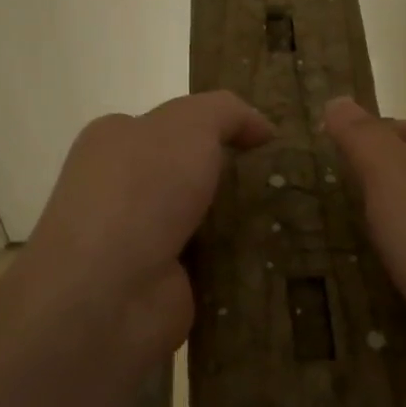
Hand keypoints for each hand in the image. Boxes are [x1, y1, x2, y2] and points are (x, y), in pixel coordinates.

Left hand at [25, 91, 274, 361]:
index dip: (217, 128)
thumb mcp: (189, 124)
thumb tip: (262, 129)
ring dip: (243, 223)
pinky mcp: (162, 286)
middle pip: (190, 175)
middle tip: (288, 181)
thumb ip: (227, 112)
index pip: (170, 126)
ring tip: (296, 219)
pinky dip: (241, 263)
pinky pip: (213, 265)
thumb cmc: (142, 190)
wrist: (108, 294)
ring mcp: (139, 242)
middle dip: (234, 178)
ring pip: (205, 221)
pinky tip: (278, 259)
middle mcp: (120, 190)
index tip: (266, 141)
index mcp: (114, 142)